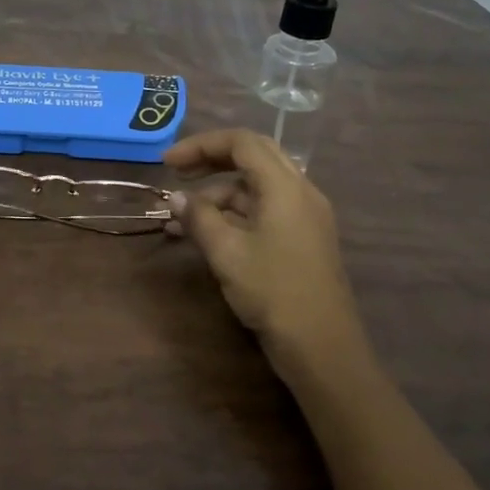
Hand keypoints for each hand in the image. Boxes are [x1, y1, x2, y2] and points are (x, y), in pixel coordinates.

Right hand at [164, 128, 369, 383]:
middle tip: (178, 174)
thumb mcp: (227, 252)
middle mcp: (300, 191)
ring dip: (218, 194)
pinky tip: (206, 233)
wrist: (322, 347)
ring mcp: (305, 215)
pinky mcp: (302, 238)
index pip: (242, 143)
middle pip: (253, 157)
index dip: (201, 145)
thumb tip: (176, 198)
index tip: (167, 164)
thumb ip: (199, 217)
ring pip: (256, 186)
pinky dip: (234, 213)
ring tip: (180, 218)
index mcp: (285, 186)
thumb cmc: (273, 292)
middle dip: (212, 160)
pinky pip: (264, 209)